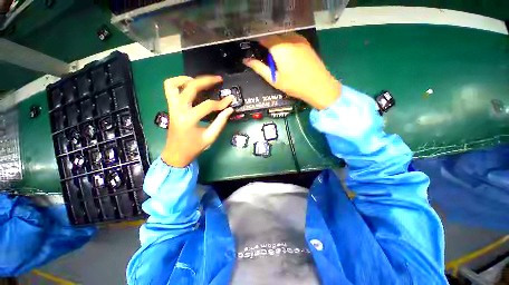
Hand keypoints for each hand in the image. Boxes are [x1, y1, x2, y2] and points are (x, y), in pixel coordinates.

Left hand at [161, 76, 233, 167]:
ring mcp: (172, 107)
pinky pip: (170, 89)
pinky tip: (190, 85)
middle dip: (206, 81)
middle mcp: (178, 110)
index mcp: (189, 119)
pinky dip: (178, 82)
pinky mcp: (171, 107)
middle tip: (218, 79)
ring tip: (202, 81)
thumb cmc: (194, 148)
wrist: (176, 154)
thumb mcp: (210, 137)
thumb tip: (230, 109)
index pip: (208, 105)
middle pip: (191, 87)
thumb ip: (220, 122)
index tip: (231, 100)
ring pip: (174, 84)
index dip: (221, 102)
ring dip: (189, 79)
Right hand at [243, 33, 340, 109]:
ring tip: (276, 58)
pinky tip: (286, 55)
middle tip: (265, 56)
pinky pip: (291, 38)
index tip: (253, 48)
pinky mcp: (305, 42)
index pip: (263, 38)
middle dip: (267, 43)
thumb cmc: (294, 85)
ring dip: (276, 43)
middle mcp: (289, 39)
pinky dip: (285, 43)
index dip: (257, 42)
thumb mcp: (274, 79)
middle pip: (273, 35)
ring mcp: (299, 39)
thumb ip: (259, 68)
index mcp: (279, 48)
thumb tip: (246, 60)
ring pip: (282, 35)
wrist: (318, 85)